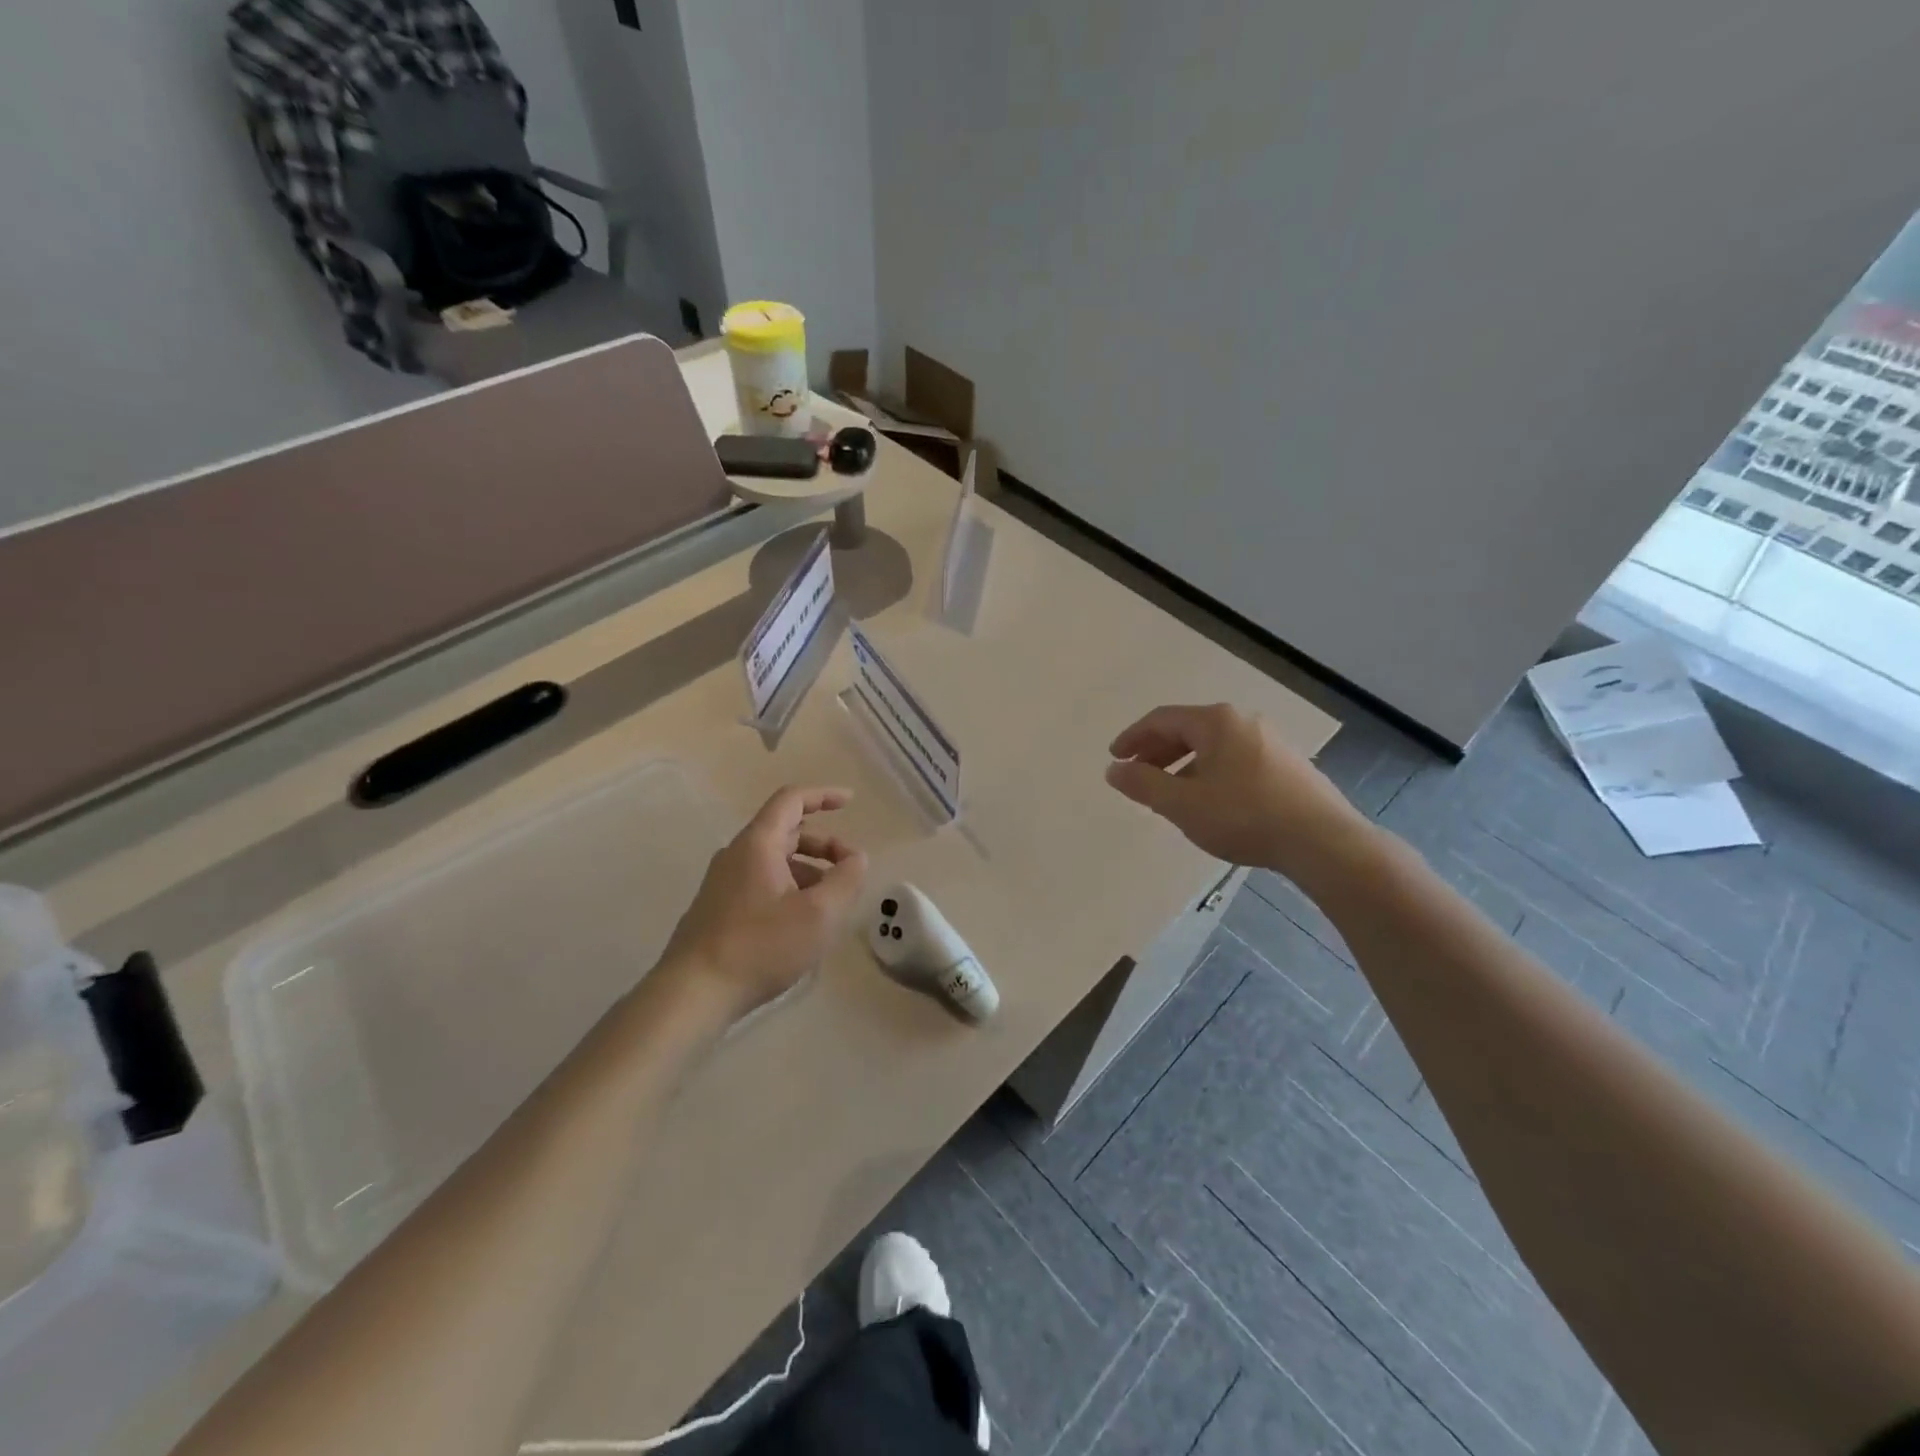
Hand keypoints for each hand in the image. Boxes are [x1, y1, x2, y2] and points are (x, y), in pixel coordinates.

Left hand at [659, 785, 867, 1019]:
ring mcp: (723, 883)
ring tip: (831, 903)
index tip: (851, 801)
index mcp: (757, 843)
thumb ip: (846, 880)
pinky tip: (802, 923)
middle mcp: (736, 855)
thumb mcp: (819, 914)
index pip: (792, 800)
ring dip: (809, 870)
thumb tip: (856, 858)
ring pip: (774, 862)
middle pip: (786, 832)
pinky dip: (789, 889)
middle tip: (851, 868)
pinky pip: (761, 884)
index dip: (824, 795)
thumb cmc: (760, 946)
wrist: (692, 993)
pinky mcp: (717, 910)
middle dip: (824, 844)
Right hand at [1105, 703, 1374, 888]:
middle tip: (1137, 774)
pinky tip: (1210, 801)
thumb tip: (1114, 770)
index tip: (1115, 758)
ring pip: (1214, 746)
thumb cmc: (1244, 816)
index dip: (1133, 738)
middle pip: (1189, 729)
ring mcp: (1271, 741)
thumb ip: (1143, 785)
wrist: (1323, 841)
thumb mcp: (1182, 804)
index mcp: (1216, 721)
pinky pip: (1236, 759)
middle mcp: (1244, 721)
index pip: (1162, 719)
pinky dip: (1211, 772)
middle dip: (1158, 751)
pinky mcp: (1289, 764)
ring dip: (1184, 765)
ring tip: (1170, 793)